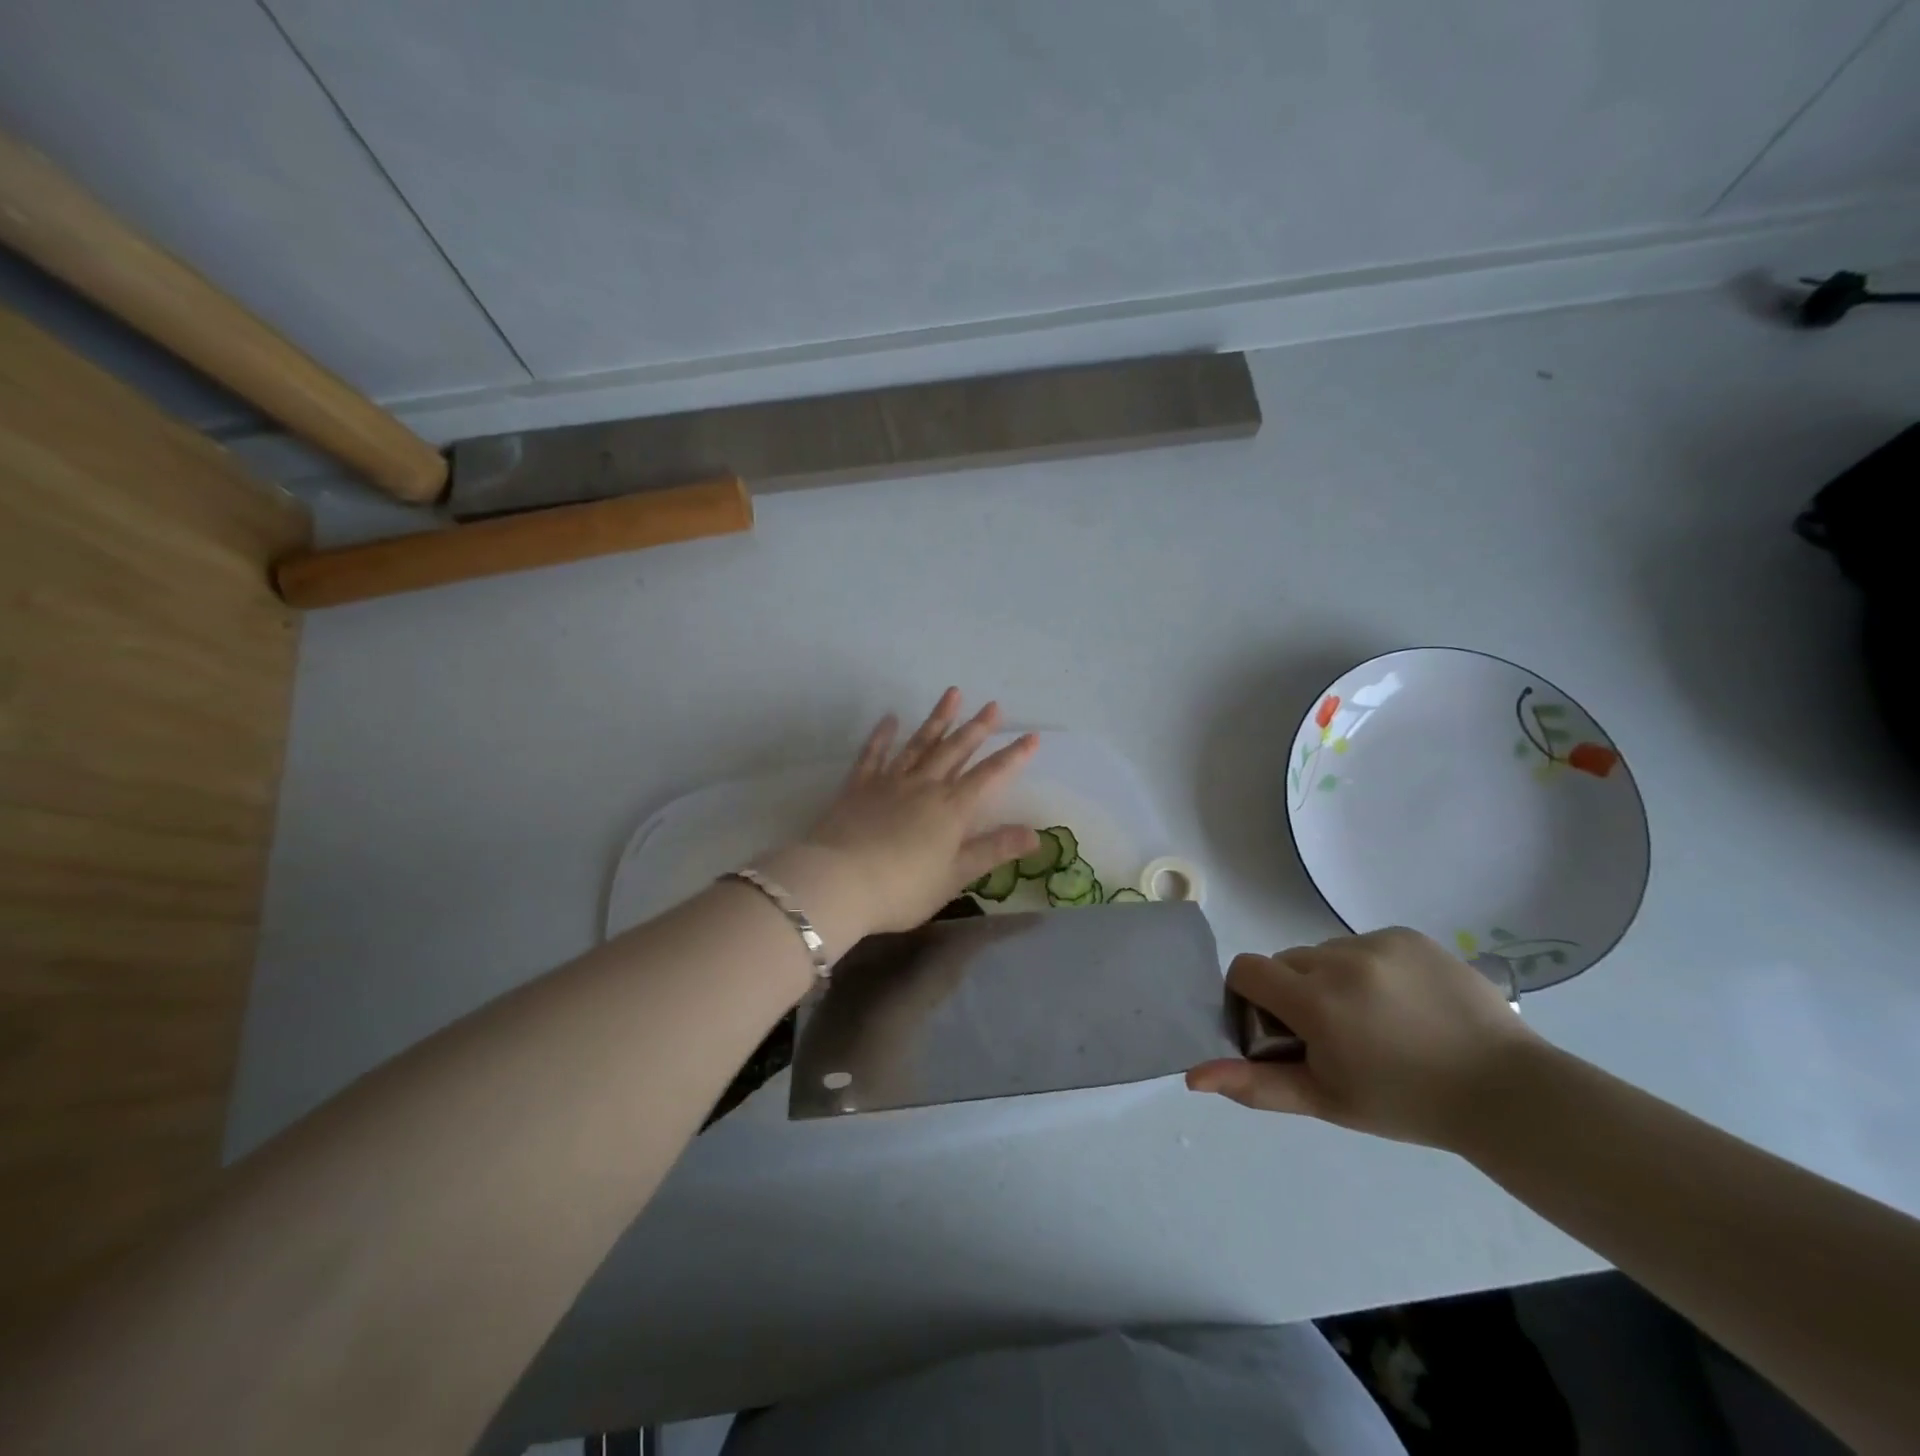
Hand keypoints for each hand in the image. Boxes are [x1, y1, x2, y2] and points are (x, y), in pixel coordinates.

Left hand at [771, 689, 1039, 940]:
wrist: (840, 882)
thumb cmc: (902, 888)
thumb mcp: (955, 876)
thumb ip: (993, 850)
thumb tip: (1035, 834)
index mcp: (951, 809)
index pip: (989, 776)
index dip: (1013, 756)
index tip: (1032, 736)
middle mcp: (924, 786)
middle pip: (955, 750)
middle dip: (977, 728)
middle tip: (993, 705)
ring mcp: (890, 782)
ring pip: (919, 744)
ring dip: (937, 719)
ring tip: (952, 694)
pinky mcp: (859, 787)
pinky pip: (874, 754)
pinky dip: (882, 735)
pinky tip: (890, 719)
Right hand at [1187, 928, 1541, 1148]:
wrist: (1506, 1092)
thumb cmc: (1407, 1104)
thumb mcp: (1326, 1100)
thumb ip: (1256, 1084)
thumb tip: (1194, 1076)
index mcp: (1316, 1001)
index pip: (1246, 969)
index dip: (1250, 996)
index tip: (1278, 1027)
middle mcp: (1340, 960)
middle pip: (1286, 962)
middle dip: (1294, 992)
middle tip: (1332, 1033)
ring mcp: (1378, 942)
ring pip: (1324, 952)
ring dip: (1330, 979)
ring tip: (1374, 1018)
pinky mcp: (1408, 935)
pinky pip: (1362, 943)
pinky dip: (1367, 967)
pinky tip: (1400, 1001)